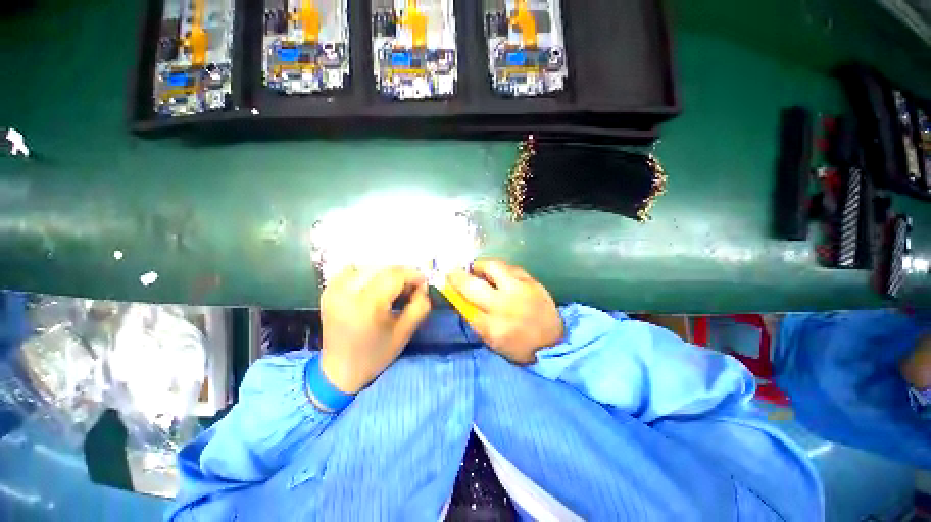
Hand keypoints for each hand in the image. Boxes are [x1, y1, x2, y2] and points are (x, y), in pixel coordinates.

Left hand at [320, 266, 431, 393]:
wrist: (338, 371)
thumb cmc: (376, 354)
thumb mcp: (405, 332)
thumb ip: (420, 306)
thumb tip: (423, 287)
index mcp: (367, 306)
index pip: (395, 275)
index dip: (413, 275)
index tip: (423, 283)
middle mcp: (347, 292)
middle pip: (382, 268)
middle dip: (402, 274)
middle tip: (411, 286)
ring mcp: (334, 289)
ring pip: (369, 266)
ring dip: (386, 273)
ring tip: (394, 288)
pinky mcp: (328, 290)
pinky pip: (353, 270)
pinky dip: (368, 274)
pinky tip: (374, 287)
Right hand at [447, 259, 562, 364]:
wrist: (554, 343)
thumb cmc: (518, 346)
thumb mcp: (492, 339)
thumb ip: (475, 318)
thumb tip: (460, 296)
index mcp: (492, 327)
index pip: (464, 304)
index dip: (452, 289)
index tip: (445, 281)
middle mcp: (504, 306)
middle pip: (473, 284)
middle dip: (458, 275)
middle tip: (454, 271)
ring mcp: (520, 290)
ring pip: (493, 267)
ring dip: (480, 266)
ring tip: (478, 269)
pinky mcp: (532, 281)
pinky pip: (510, 267)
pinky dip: (500, 269)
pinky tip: (498, 274)